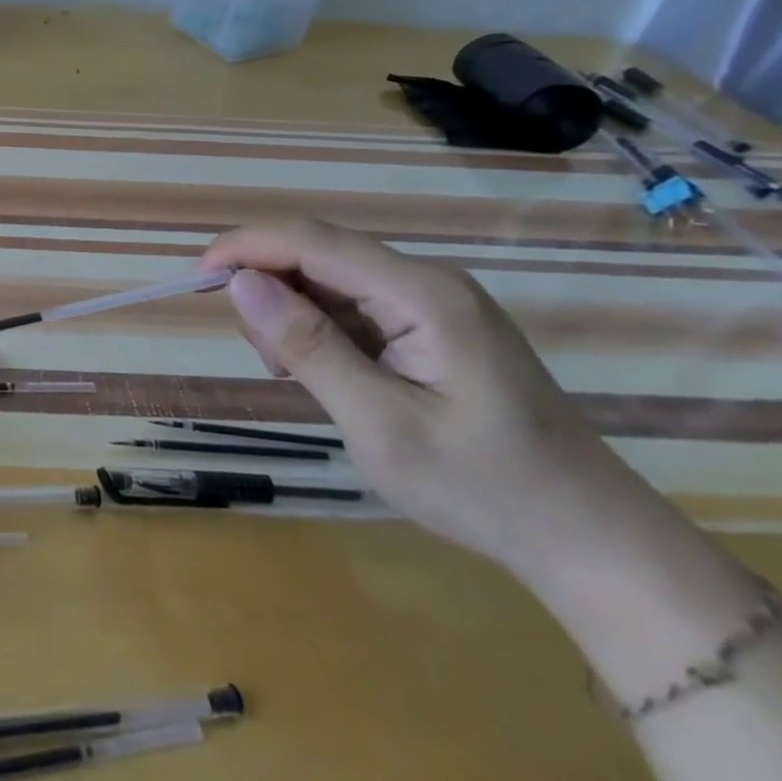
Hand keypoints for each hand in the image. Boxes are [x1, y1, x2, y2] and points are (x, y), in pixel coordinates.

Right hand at [200, 220, 657, 580]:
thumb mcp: (379, 424)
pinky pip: (352, 306)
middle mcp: (426, 282)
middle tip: (263, 357)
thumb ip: (308, 347)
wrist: (587, 538)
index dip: (245, 248)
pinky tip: (322, 374)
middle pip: (318, 253)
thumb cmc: (483, 487)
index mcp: (422, 295)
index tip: (194, 279)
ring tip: (292, 374)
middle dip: (267, 287)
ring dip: (290, 313)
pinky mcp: (430, 326)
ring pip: (329, 279)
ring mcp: (431, 303)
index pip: (313, 242)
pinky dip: (317, 330)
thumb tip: (239, 282)